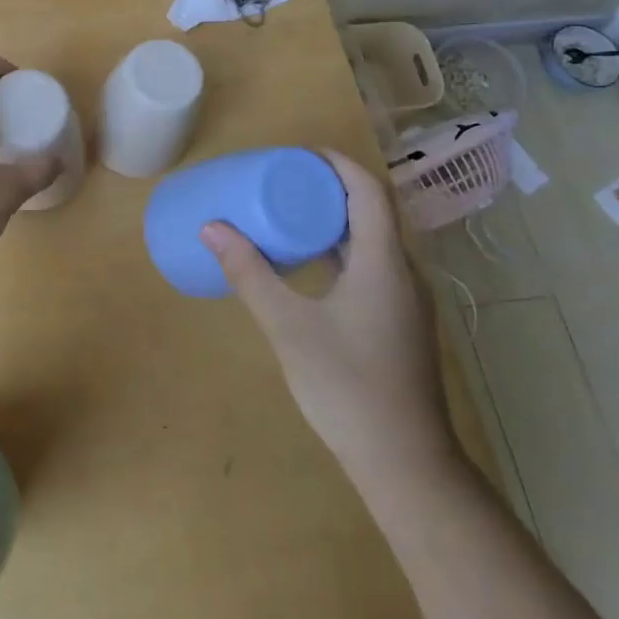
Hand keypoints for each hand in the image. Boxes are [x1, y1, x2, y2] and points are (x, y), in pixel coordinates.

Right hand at [200, 150, 456, 484]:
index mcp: (383, 263)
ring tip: (290, 216)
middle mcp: (403, 274)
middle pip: (372, 212)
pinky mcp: (400, 325)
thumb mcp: (289, 327)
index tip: (298, 154)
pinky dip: (341, 252)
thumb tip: (211, 228)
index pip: (368, 191)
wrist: (406, 464)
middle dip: (330, 189)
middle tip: (283, 182)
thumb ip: (250, 275)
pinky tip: (310, 269)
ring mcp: (406, 303)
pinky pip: (372, 268)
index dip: (337, 164)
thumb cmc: (348, 386)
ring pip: (373, 243)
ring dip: (335, 222)